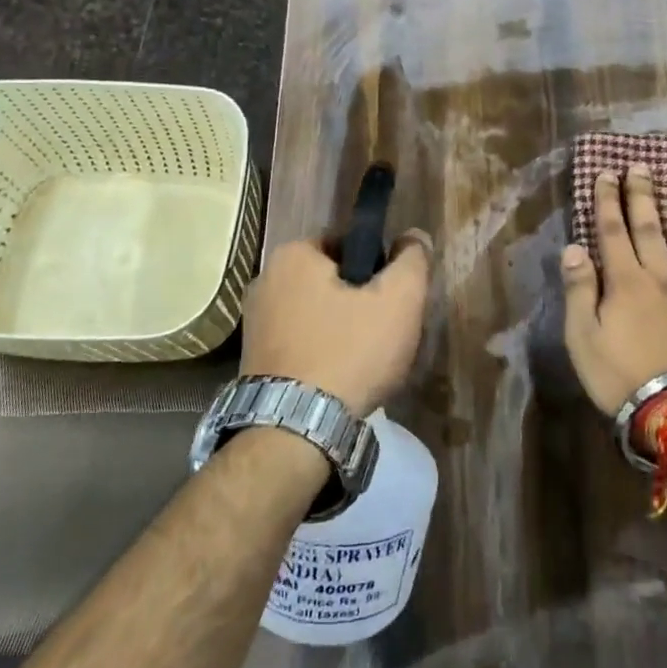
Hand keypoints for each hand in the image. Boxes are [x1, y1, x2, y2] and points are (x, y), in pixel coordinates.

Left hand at [241, 234, 432, 416]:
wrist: (296, 431)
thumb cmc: (350, 353)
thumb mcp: (398, 301)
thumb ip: (412, 261)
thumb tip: (414, 236)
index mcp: (293, 255)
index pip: (348, 245)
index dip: (377, 268)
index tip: (392, 299)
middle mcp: (265, 280)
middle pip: (331, 281)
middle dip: (358, 301)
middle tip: (384, 331)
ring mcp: (254, 322)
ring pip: (315, 313)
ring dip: (340, 329)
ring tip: (365, 360)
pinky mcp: (252, 359)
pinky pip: (299, 342)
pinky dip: (320, 353)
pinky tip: (339, 378)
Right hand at [561, 167, 666, 415]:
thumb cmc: (621, 377)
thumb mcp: (582, 338)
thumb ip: (579, 290)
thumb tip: (574, 248)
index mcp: (626, 283)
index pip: (613, 232)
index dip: (608, 201)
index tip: (606, 173)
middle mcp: (663, 279)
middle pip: (651, 230)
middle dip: (643, 196)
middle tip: (643, 167)